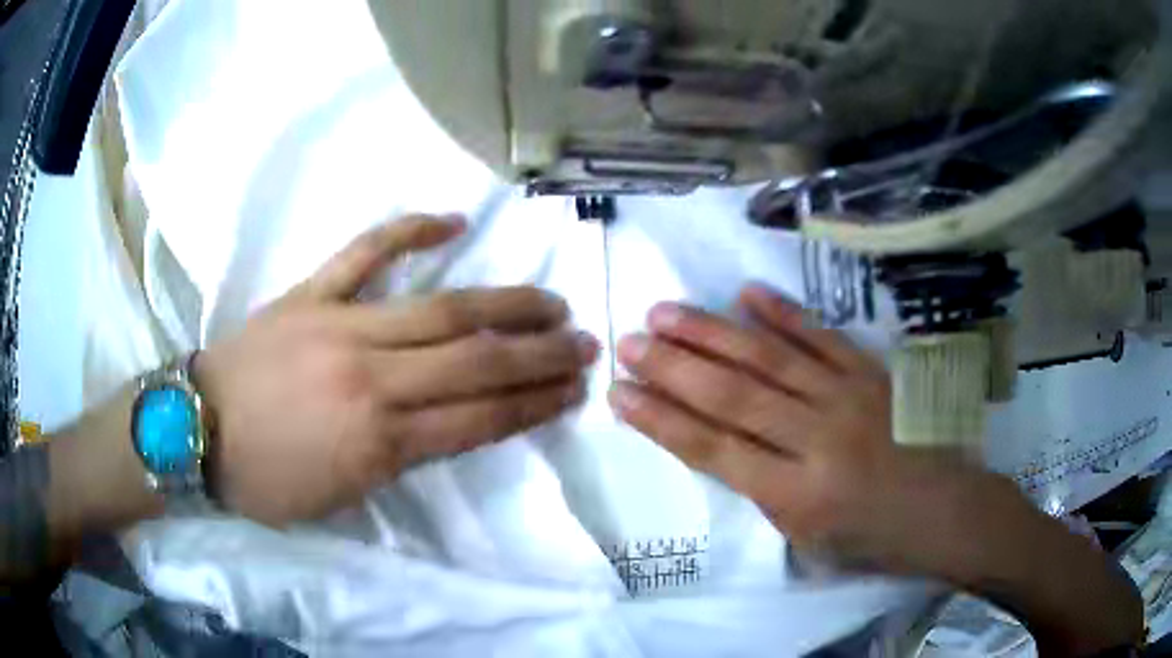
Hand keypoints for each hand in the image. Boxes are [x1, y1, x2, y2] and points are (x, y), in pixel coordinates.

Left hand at [195, 215, 598, 524]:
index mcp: (377, 441)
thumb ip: (401, 459)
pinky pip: (365, 252)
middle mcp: (370, 377)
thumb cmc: (265, 479)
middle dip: (538, 354)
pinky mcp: (310, 293)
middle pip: (473, 361)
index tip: (573, 391)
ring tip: (550, 301)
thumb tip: (451, 427)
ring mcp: (339, 324)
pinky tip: (453, 222)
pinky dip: (410, 232)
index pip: (478, 418)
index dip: (533, 404)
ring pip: (439, 308)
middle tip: (584, 343)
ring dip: (504, 305)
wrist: (194, 429)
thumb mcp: (341, 495)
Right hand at [607, 283, 989, 572]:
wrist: (946, 510)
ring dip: (712, 333)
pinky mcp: (871, 372)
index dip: (661, 421)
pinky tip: (747, 292)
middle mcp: (817, 439)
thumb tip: (723, 447)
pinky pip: (822, 337)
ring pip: (769, 359)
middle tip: (629, 341)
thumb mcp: (808, 541)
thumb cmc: (873, 539)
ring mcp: (847, 397)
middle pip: (733, 396)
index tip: (620, 394)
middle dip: (673, 367)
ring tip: (665, 311)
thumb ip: (764, 493)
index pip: (713, 450)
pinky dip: (783, 313)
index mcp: (796, 494)